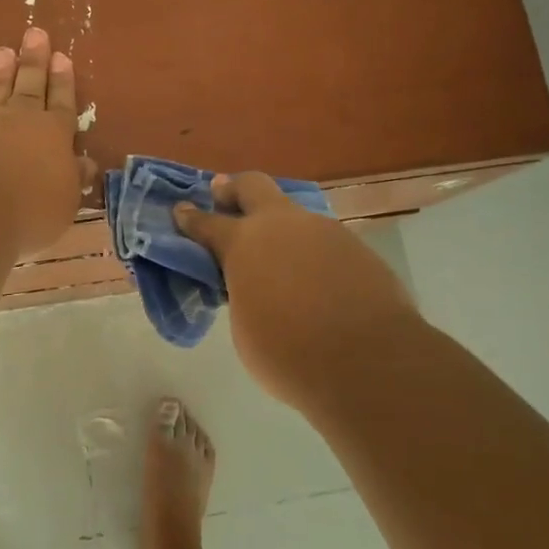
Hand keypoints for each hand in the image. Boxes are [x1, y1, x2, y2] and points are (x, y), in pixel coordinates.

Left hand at [0, 27, 91, 258]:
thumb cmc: (30, 207)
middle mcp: (21, 121)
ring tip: (4, 51)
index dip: (63, 82)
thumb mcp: (65, 201)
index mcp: (54, 134)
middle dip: (34, 61)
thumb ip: (73, 179)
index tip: (62, 57)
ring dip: (2, 72)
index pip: (62, 103)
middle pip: (30, 86)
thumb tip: (85, 164)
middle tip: (34, 33)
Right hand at [174, 173, 418, 411]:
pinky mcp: (357, 249)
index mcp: (243, 242)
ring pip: (294, 215)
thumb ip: (242, 291)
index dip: (191, 218)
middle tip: (223, 197)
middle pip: (253, 186)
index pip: (207, 222)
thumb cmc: (288, 353)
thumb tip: (253, 284)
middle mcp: (283, 225)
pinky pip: (323, 242)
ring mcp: (325, 231)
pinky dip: (310, 253)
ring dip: (279, 228)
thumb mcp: (244, 324)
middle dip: (234, 190)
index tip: (181, 212)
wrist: (367, 362)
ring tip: (277, 258)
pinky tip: (315, 281)